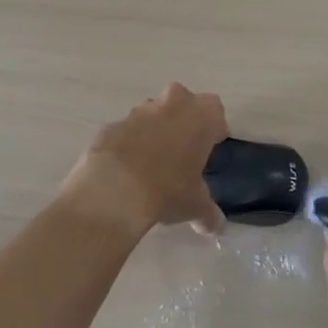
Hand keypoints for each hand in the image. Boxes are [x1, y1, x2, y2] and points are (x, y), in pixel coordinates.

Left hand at [59, 84, 228, 236]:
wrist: (114, 190)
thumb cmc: (168, 190)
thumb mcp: (195, 205)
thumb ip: (208, 212)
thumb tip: (215, 226)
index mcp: (200, 116)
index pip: (215, 110)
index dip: (213, 128)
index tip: (210, 146)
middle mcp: (171, 104)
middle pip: (183, 102)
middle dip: (183, 120)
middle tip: (183, 149)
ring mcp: (138, 112)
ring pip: (152, 113)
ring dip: (155, 130)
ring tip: (152, 162)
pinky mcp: (112, 125)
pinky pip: (126, 130)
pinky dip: (129, 143)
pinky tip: (127, 169)